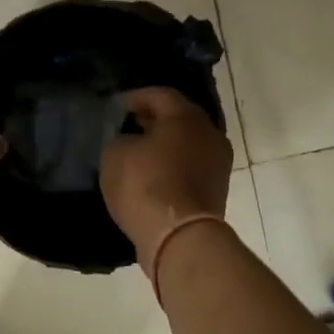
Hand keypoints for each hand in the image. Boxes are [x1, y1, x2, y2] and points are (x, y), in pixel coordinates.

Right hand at [100, 87, 231, 276]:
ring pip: (187, 145)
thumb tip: (129, 141)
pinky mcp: (216, 191)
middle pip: (179, 118)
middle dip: (153, 120)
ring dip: (164, 146)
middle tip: (128, 126)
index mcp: (187, 117)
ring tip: (137, 153)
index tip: (116, 107)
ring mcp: (217, 164)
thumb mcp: (115, 155)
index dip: (135, 98)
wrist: (180, 238)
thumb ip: (119, 138)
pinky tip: (151, 177)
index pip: (160, 94)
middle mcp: (209, 134)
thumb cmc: (146, 185)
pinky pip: (190, 169)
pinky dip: (172, 167)